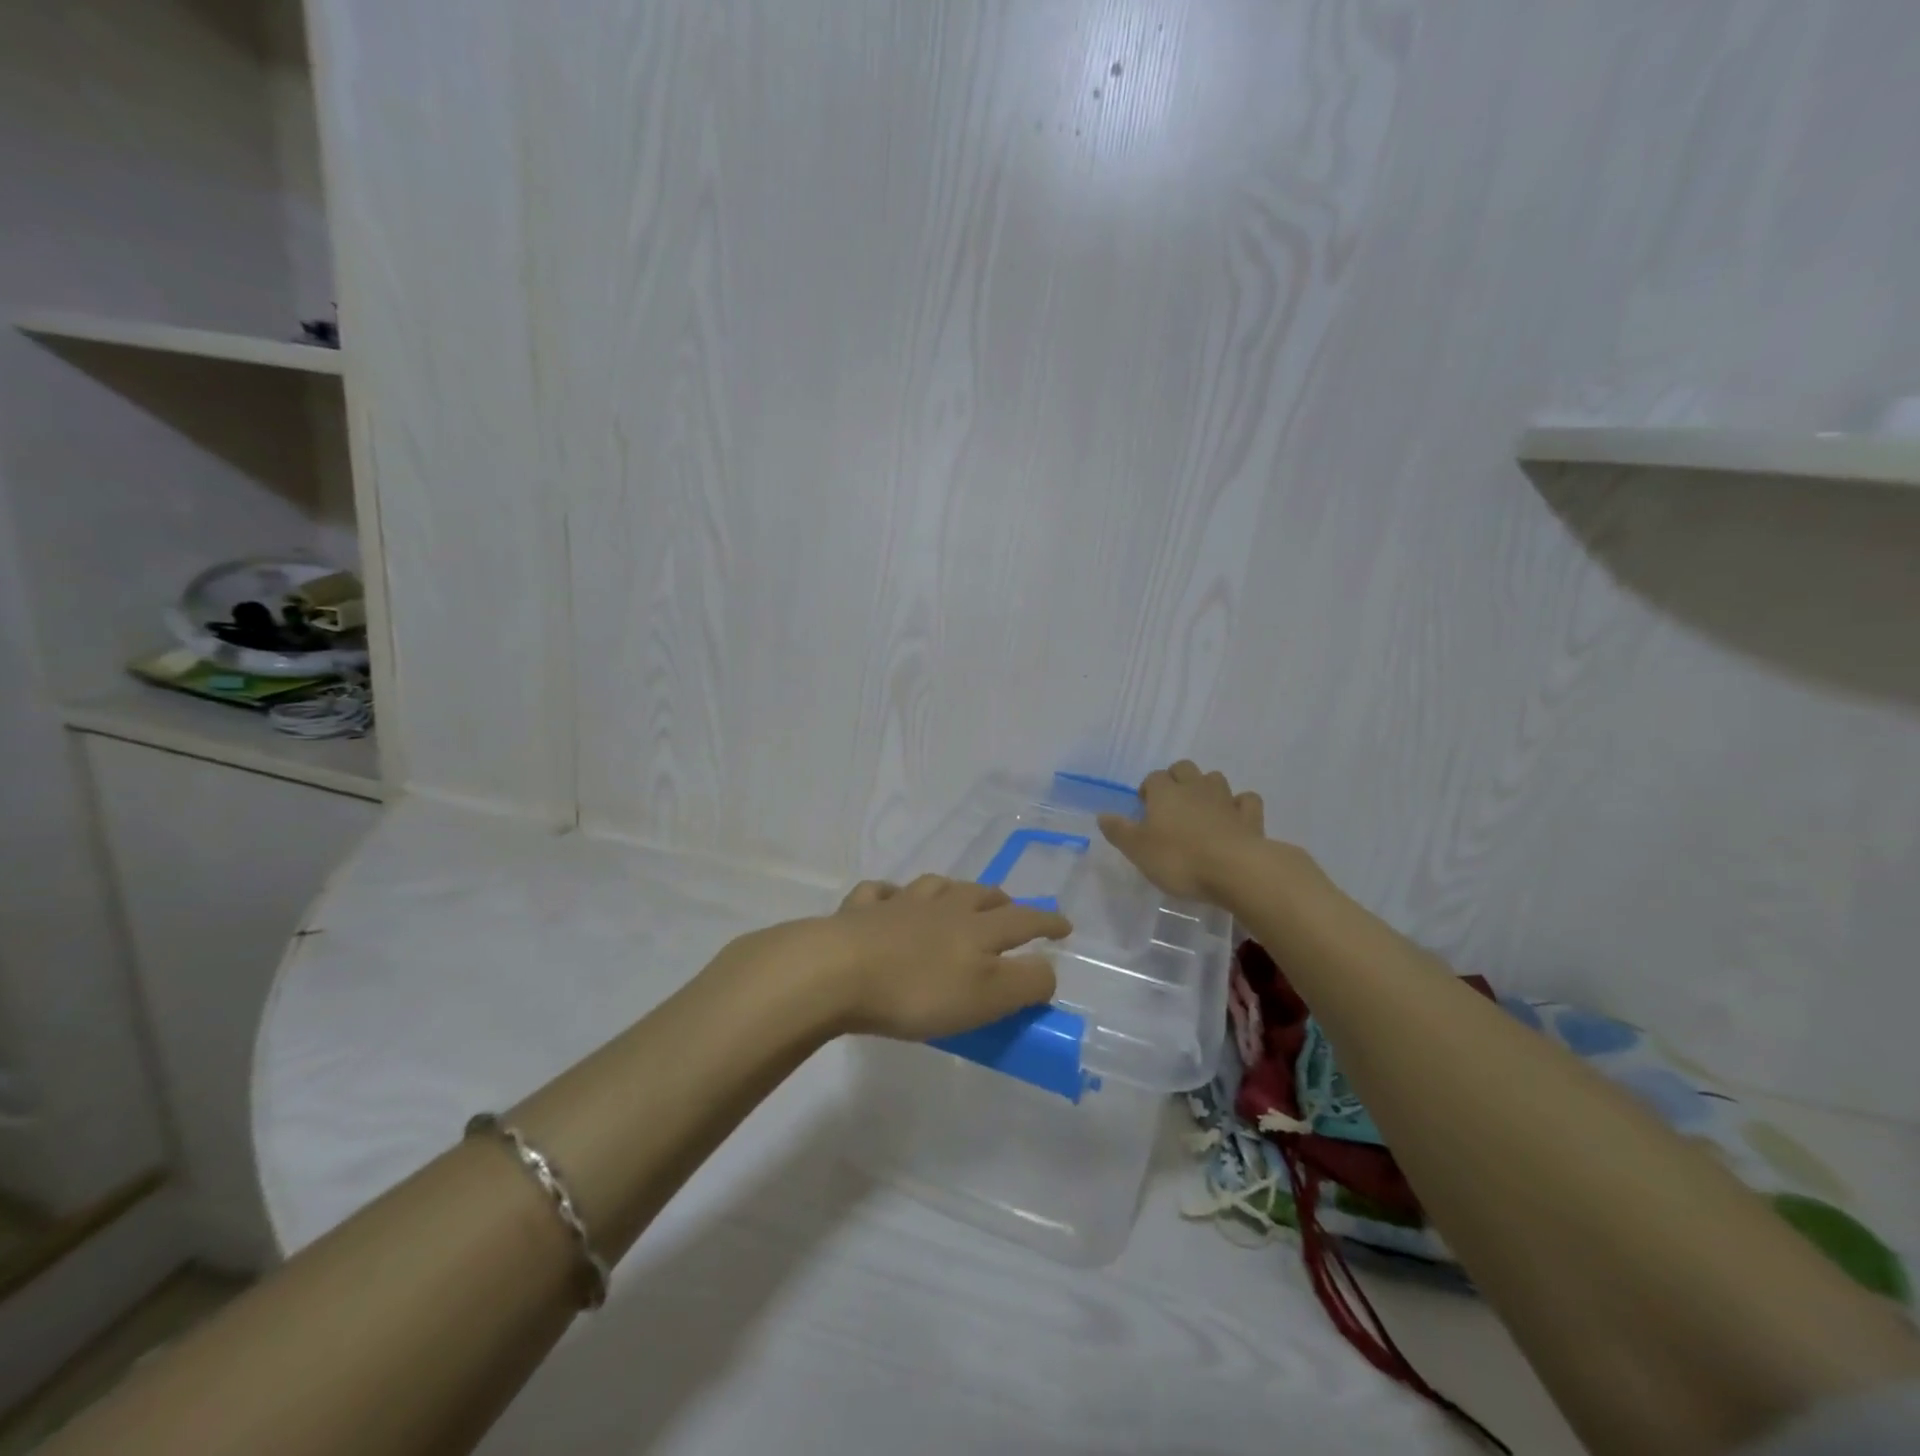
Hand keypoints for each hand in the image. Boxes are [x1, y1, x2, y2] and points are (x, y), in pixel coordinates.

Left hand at [800, 876, 1067, 1039]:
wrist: (838, 970)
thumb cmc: (919, 990)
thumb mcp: (986, 997)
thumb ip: (1026, 983)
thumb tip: (1048, 969)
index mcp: (976, 927)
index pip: (1024, 921)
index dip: (1048, 923)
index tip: (1065, 926)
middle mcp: (942, 906)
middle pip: (980, 895)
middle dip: (1002, 902)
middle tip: (1011, 911)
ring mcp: (899, 904)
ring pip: (935, 886)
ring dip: (953, 890)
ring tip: (957, 898)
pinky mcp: (859, 911)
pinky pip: (880, 893)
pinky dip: (890, 895)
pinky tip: (889, 900)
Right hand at [1098, 760, 1266, 902]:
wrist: (1235, 870)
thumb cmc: (1179, 859)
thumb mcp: (1137, 849)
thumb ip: (1119, 830)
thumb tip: (1102, 814)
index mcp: (1165, 793)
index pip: (1152, 778)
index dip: (1148, 789)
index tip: (1144, 808)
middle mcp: (1195, 788)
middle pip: (1184, 768)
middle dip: (1176, 779)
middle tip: (1170, 804)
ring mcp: (1225, 800)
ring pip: (1215, 778)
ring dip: (1207, 788)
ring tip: (1200, 809)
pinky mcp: (1250, 817)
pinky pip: (1246, 800)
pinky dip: (1239, 805)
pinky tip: (1234, 817)